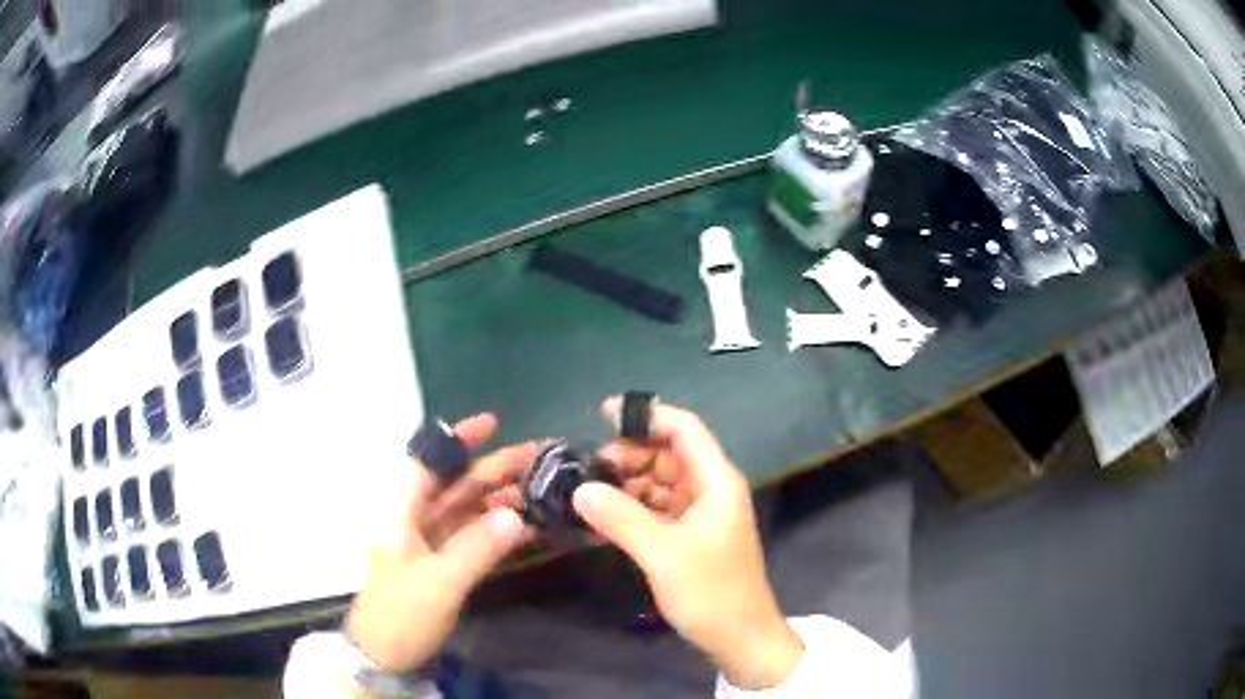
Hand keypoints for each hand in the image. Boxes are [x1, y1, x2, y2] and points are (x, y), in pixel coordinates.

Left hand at [347, 414, 537, 672]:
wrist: (385, 656)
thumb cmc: (401, 613)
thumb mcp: (438, 582)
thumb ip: (476, 548)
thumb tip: (517, 515)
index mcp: (401, 513)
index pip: (428, 464)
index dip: (457, 441)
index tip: (493, 423)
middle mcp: (415, 521)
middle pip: (456, 486)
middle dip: (493, 470)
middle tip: (539, 460)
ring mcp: (430, 544)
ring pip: (468, 511)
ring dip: (502, 501)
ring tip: (543, 492)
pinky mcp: (443, 565)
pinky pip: (474, 538)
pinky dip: (499, 531)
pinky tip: (529, 528)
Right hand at [573, 399, 803, 689]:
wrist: (741, 638)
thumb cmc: (710, 592)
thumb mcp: (662, 554)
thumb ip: (621, 517)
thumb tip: (579, 489)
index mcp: (716, 481)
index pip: (684, 429)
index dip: (647, 416)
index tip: (603, 414)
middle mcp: (711, 490)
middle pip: (668, 455)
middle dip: (630, 455)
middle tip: (588, 468)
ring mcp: (702, 514)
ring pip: (661, 483)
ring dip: (628, 484)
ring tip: (588, 493)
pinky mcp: (691, 536)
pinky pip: (659, 509)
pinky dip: (633, 508)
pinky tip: (603, 517)